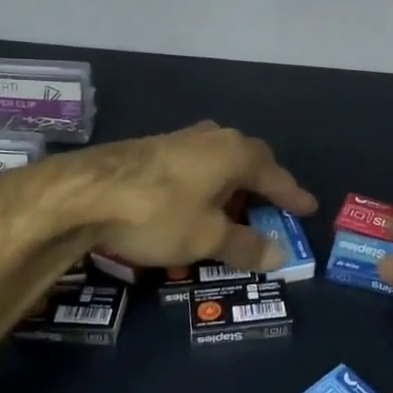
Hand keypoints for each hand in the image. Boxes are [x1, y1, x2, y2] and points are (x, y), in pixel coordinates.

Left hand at [46, 122, 316, 273]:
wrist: (84, 192)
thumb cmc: (158, 213)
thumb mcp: (207, 237)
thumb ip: (245, 245)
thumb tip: (280, 255)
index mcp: (235, 153)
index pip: (275, 174)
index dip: (292, 195)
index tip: (308, 207)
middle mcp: (213, 138)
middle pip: (249, 159)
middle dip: (263, 184)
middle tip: (272, 206)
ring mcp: (180, 138)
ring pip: (220, 159)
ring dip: (232, 182)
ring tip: (234, 206)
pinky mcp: (153, 147)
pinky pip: (196, 163)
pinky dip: (207, 182)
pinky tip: (194, 199)